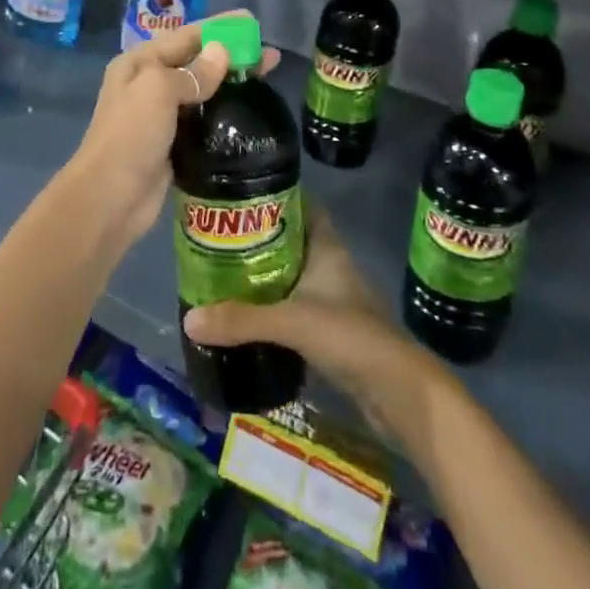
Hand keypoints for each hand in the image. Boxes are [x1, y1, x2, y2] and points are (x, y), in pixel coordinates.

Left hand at [63, 12, 279, 250]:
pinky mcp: (173, 145)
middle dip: (231, 55)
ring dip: (231, 84)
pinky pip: (204, 120)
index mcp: (140, 63)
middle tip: (270, 56)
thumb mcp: (158, 91)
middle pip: (197, 62)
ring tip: (266, 81)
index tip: (252, 22)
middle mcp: (149, 84)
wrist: (110, 199)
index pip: (186, 35)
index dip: (219, 27)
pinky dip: (224, 114)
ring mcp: (161, 117)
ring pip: (203, 91)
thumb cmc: (131, 135)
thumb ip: (193, 72)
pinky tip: (249, 115)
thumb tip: (221, 52)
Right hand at [183, 207, 423, 437]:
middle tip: (222, 239)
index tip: (242, 196)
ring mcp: (335, 300)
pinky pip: (298, 308)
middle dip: (261, 239)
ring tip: (227, 275)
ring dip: (268, 276)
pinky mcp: (334, 332)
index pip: (303, 207)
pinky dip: (276, 309)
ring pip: (295, 276)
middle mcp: (331, 266)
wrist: (399, 392)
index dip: (278, 198)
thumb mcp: (290, 321)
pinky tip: (251, 318)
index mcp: (327, 247)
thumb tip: (189, 319)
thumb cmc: (349, 335)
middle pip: (293, 241)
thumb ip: (241, 319)